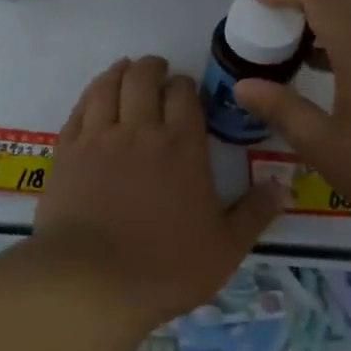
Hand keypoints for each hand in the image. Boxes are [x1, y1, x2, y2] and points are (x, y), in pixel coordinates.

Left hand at [33, 56, 285, 326]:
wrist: (91, 282)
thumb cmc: (165, 267)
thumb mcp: (225, 248)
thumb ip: (255, 213)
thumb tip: (283, 185)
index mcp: (182, 147)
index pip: (185, 95)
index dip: (186, 85)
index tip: (186, 88)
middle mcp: (140, 131)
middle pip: (144, 79)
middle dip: (153, 68)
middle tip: (157, 69)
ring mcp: (98, 139)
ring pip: (108, 87)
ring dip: (120, 71)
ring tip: (126, 68)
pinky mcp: (67, 153)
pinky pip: (79, 109)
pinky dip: (91, 93)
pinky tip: (95, 94)